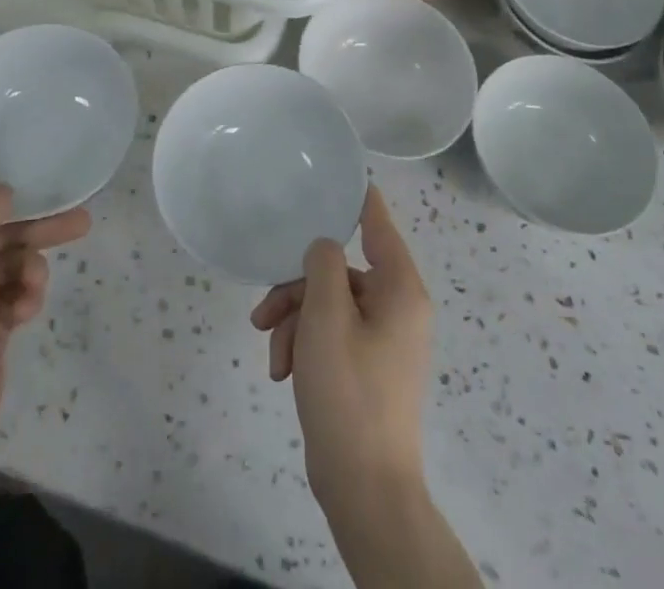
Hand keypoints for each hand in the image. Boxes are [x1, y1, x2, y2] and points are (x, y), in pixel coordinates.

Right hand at [250, 187, 433, 513]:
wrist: (364, 490)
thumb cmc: (348, 393)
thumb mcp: (326, 317)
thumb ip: (322, 264)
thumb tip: (323, 246)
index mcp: (400, 288)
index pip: (378, 223)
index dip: (357, 197)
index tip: (336, 174)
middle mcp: (397, 307)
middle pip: (338, 270)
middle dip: (296, 290)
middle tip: (263, 312)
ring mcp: (383, 339)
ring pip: (327, 304)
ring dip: (294, 323)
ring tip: (273, 356)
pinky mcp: (367, 366)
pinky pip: (331, 335)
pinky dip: (305, 347)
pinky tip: (283, 374)